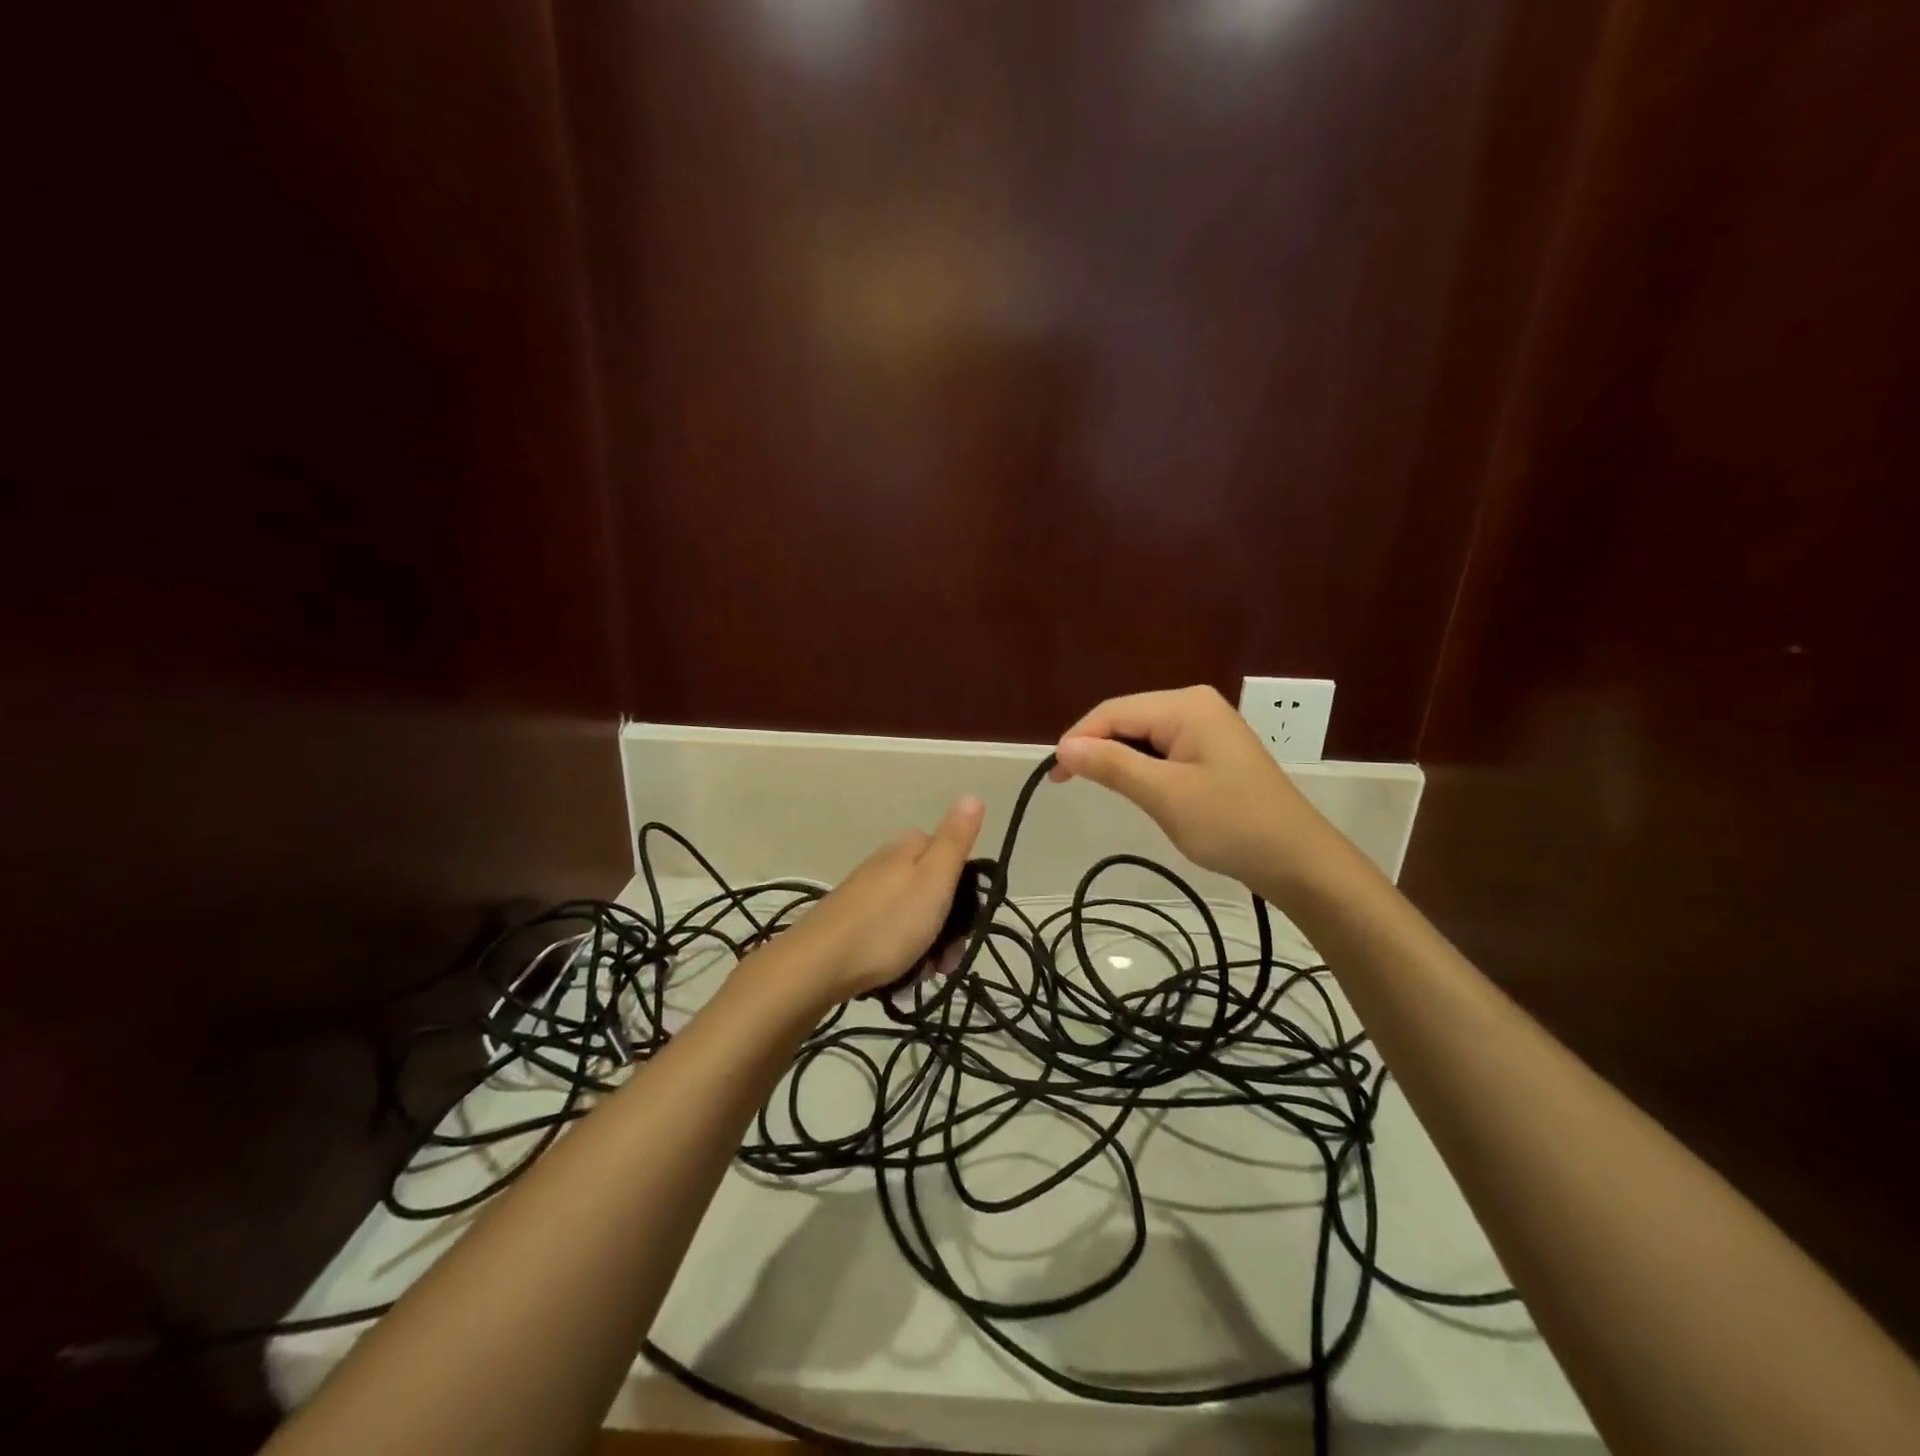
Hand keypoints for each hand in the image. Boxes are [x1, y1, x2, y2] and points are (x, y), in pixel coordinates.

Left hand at [776, 796, 985, 1002]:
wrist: (819, 964)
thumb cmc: (888, 923)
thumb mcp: (934, 879)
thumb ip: (955, 840)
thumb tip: (972, 796)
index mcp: (909, 848)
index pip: (952, 857)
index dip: (967, 891)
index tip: (969, 923)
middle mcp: (887, 863)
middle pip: (934, 889)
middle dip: (948, 925)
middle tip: (947, 958)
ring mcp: (867, 892)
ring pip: (914, 915)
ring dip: (927, 945)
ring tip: (924, 972)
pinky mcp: (852, 920)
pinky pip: (891, 932)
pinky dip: (902, 952)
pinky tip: (901, 973)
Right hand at [1049, 685, 1346, 895]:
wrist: (1298, 861)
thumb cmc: (1231, 824)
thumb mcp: (1165, 795)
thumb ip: (1112, 766)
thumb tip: (1062, 747)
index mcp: (1185, 706)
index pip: (1113, 712)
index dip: (1078, 739)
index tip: (1053, 777)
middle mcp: (1195, 705)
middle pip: (1127, 719)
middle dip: (1097, 748)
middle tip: (1070, 785)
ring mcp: (1207, 726)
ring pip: (1143, 735)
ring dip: (1118, 760)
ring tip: (1102, 790)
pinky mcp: (1212, 750)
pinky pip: (1163, 749)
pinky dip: (1142, 767)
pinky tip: (1138, 789)